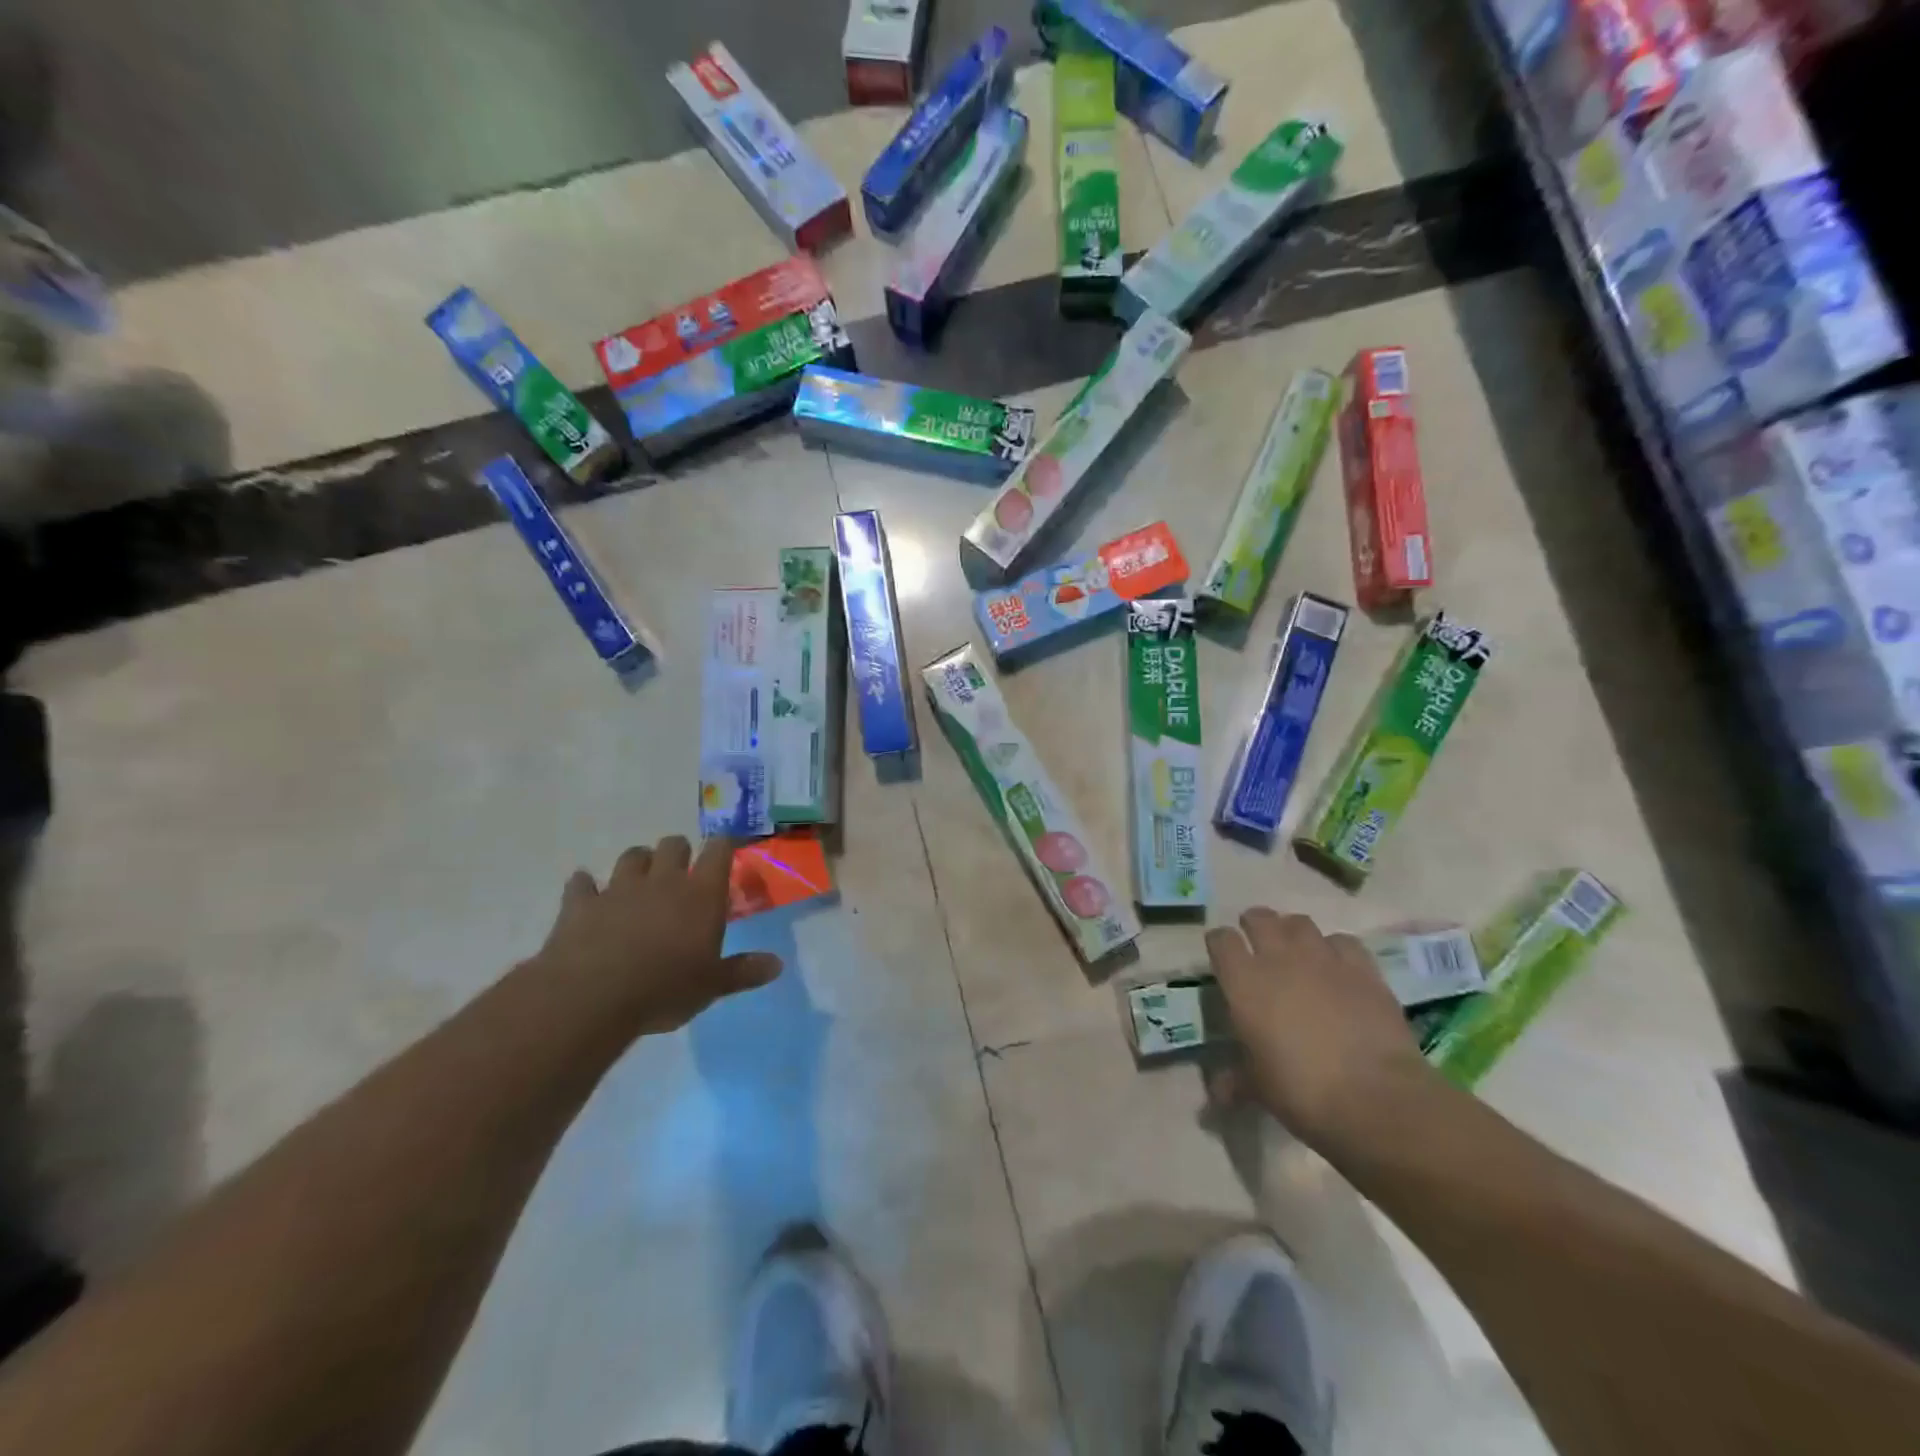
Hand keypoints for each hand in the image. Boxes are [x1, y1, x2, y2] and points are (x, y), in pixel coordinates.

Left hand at [534, 835, 781, 1035]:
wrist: (592, 997)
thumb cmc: (664, 989)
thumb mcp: (711, 986)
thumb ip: (743, 971)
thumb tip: (777, 964)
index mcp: (701, 894)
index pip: (718, 851)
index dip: (723, 846)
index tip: (725, 852)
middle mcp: (662, 881)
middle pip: (673, 844)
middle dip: (678, 852)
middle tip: (680, 874)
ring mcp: (619, 888)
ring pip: (631, 856)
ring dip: (638, 864)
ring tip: (640, 881)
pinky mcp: (581, 904)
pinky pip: (582, 883)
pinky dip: (585, 886)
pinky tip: (587, 894)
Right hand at [1205, 908, 1431, 1149]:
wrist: (1375, 1098)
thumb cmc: (1301, 1091)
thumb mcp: (1258, 1088)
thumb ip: (1235, 1079)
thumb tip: (1219, 1092)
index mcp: (1243, 981)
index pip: (1220, 940)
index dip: (1220, 945)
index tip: (1223, 959)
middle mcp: (1279, 958)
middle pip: (1259, 918)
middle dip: (1255, 926)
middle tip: (1258, 945)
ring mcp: (1323, 959)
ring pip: (1300, 923)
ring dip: (1293, 933)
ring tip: (1297, 952)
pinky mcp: (1363, 969)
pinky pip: (1343, 942)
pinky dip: (1336, 950)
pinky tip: (1339, 969)